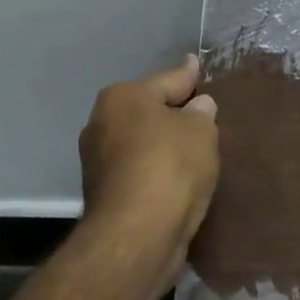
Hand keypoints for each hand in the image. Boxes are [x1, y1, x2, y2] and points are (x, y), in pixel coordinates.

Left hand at [78, 55, 219, 286]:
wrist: (137, 234)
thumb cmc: (170, 166)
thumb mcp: (200, 130)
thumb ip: (201, 113)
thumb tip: (198, 106)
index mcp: (122, 97)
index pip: (166, 80)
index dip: (187, 75)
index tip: (196, 65)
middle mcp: (101, 123)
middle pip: (147, 111)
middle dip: (172, 112)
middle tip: (202, 110)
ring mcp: (98, 162)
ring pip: (141, 143)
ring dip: (163, 145)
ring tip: (194, 147)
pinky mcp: (103, 195)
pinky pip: (140, 171)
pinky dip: (157, 171)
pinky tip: (178, 177)